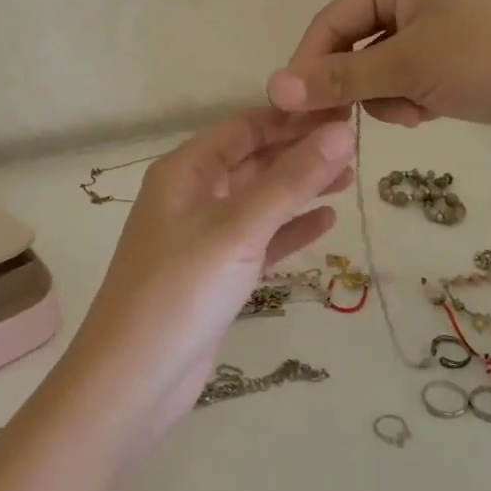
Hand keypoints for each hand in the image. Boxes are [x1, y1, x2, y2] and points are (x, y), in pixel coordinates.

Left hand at [64, 110, 356, 426]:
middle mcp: (193, 195)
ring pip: (259, 200)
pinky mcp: (217, 273)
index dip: (291, 117)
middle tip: (356, 144)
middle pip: (253, 160)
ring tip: (350, 177)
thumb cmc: (181, 289)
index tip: (342, 110)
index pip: (244, 127)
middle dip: (299, 151)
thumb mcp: (239, 227)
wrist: (134, 380)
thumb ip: (292, 180)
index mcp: (186, 170)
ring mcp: (204, 236)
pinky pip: (260, 239)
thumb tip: (343, 131)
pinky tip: (327, 221)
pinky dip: (290, 228)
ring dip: (300, 188)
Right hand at [265, 0, 490, 140]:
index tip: (294, 114)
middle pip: (354, 43)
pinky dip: (413, 98)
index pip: (331, 20)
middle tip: (360, 121)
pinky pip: (410, 76)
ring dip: (388, 96)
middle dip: (360, 85)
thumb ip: (339, 78)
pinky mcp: (457, 51)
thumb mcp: (410, 67)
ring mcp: (440, 21)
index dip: (309, 66)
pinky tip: (436, 111)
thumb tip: (272, 87)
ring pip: (380, 66)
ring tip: (419, 111)